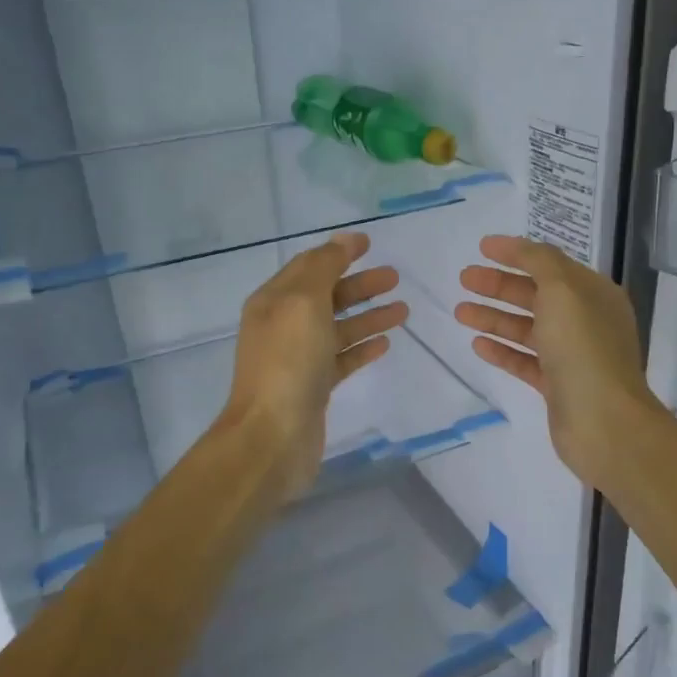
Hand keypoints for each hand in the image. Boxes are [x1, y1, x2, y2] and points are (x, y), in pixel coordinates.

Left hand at [218, 233, 406, 501]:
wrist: (273, 436)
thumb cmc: (288, 362)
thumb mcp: (304, 303)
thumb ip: (324, 268)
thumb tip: (342, 240)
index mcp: (274, 301)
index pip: (309, 266)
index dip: (339, 252)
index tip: (370, 243)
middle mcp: (284, 326)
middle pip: (327, 296)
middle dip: (360, 285)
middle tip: (395, 277)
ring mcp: (299, 359)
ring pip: (338, 328)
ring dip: (369, 316)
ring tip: (403, 310)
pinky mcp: (314, 387)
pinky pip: (342, 359)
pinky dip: (363, 348)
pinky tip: (386, 343)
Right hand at [456, 235, 660, 492]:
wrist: (602, 421)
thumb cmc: (583, 348)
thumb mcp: (563, 290)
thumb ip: (540, 262)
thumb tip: (522, 249)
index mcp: (594, 294)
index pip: (551, 264)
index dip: (517, 253)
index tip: (482, 247)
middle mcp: (586, 321)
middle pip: (536, 295)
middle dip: (499, 285)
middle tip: (464, 279)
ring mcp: (572, 355)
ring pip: (527, 329)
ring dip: (494, 317)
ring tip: (460, 312)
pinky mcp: (557, 386)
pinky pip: (525, 361)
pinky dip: (502, 350)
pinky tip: (477, 343)